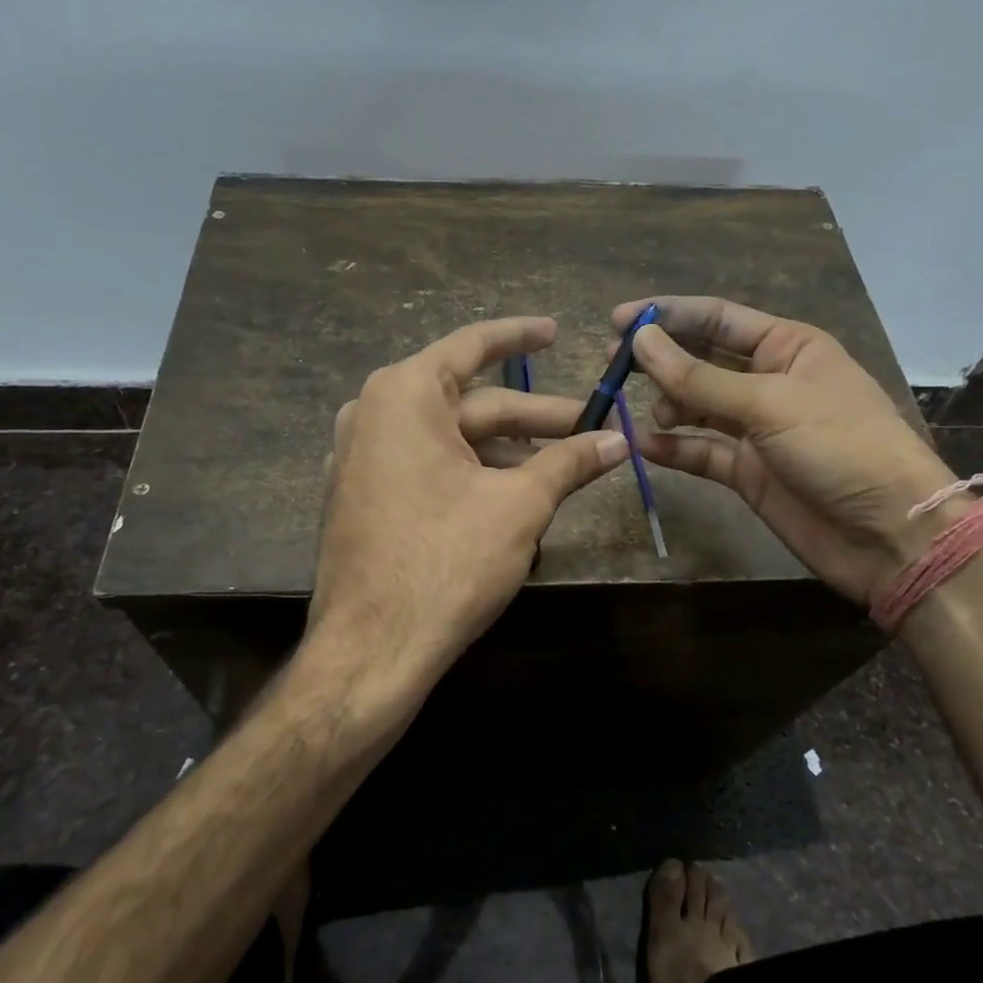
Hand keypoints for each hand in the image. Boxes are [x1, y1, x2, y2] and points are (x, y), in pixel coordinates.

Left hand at [298, 317, 628, 722]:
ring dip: (507, 450)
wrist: (370, 651)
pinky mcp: (363, 495)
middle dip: (534, 417)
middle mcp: (374, 413)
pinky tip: (512, 493)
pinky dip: (471, 471)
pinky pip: (426, 465)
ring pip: (451, 439)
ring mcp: (361, 457)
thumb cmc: (447, 561)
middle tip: (591, 427)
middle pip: (470, 402)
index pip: (473, 346)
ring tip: (563, 469)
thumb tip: (621, 441)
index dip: (521, 336)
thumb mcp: (520, 505)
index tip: (557, 331)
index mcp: (404, 394)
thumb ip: (570, 462)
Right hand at [616, 296, 958, 602]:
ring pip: (697, 406)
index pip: (718, 319)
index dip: (669, 316)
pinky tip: (645, 446)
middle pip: (702, 360)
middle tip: (613, 367)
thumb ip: (699, 377)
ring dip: (667, 406)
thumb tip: (640, 339)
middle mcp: (769, 381)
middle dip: (661, 361)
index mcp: (788, 347)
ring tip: (648, 415)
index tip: (618, 322)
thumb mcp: (770, 404)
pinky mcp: (748, 471)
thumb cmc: (841, 447)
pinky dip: (674, 447)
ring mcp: (757, 429)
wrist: (890, 537)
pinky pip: (701, 451)